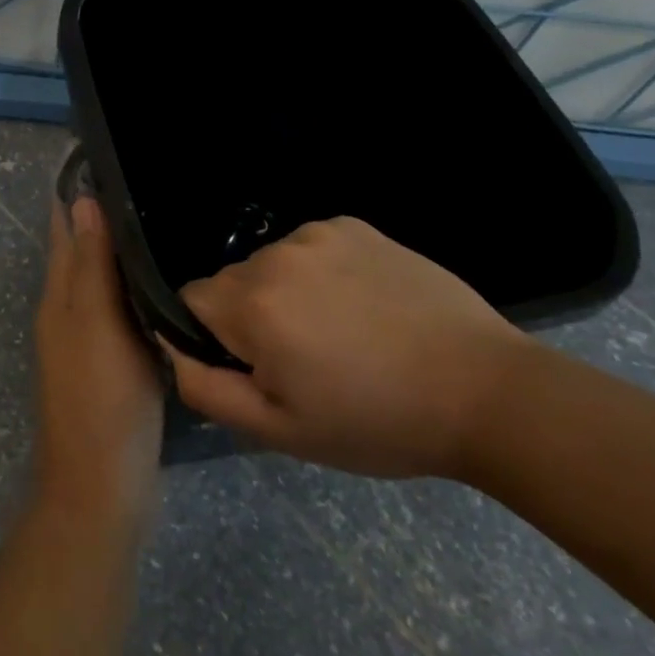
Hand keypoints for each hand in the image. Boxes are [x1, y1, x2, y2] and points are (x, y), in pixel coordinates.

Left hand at [33, 195, 163, 522]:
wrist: (102, 486)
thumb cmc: (101, 399)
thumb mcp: (96, 325)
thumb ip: (90, 266)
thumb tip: (81, 200)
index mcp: (59, 298)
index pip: (64, 229)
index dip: (78, 194)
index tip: (107, 156)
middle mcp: (68, 313)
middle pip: (81, 252)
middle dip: (102, 216)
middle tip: (149, 182)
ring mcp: (89, 341)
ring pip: (102, 281)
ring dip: (121, 251)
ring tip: (164, 221)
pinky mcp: (112, 364)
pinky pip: (121, 310)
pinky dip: (136, 288)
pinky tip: (168, 283)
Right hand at [164, 217, 531, 478]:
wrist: (485, 392)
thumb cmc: (376, 421)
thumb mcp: (280, 430)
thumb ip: (205, 388)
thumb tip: (170, 348)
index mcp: (252, 304)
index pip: (188, 301)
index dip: (212, 339)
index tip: (255, 368)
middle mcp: (276, 255)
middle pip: (231, 283)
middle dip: (249, 318)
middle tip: (304, 361)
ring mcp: (318, 234)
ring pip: (270, 265)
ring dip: (284, 294)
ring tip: (340, 333)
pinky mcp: (354, 225)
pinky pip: (310, 247)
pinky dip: (320, 273)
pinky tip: (362, 305)